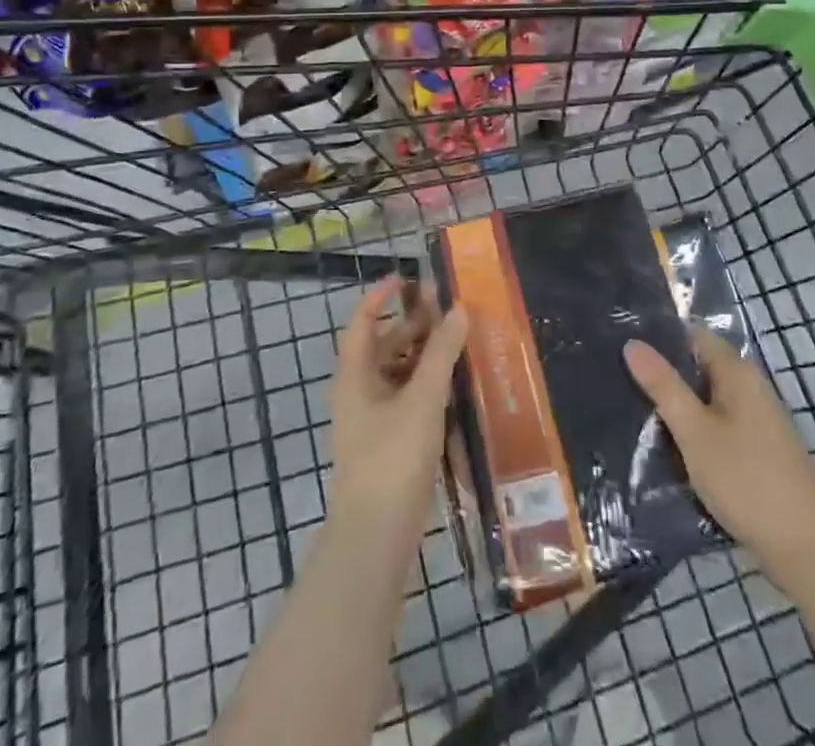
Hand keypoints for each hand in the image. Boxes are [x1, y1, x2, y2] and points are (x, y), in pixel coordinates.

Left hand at [328, 275, 468, 540]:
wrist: (376, 536)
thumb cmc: (393, 458)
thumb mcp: (422, 399)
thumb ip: (441, 353)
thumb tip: (458, 310)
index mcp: (355, 375)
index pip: (362, 321)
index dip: (380, 296)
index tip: (407, 278)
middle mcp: (359, 392)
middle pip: (383, 346)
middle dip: (413, 325)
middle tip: (447, 309)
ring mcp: (372, 420)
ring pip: (398, 374)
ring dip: (424, 356)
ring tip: (458, 343)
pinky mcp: (388, 444)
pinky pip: (407, 400)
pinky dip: (428, 386)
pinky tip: (455, 387)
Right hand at [624, 326, 814, 557]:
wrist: (804, 548)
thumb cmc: (745, 480)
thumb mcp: (694, 431)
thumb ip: (664, 386)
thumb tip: (632, 343)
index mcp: (738, 372)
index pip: (692, 336)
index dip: (660, 339)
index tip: (625, 348)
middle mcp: (751, 386)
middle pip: (700, 366)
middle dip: (666, 374)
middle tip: (623, 381)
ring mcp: (759, 418)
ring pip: (709, 398)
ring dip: (680, 404)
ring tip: (638, 410)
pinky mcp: (760, 448)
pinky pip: (720, 423)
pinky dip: (697, 427)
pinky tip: (673, 444)